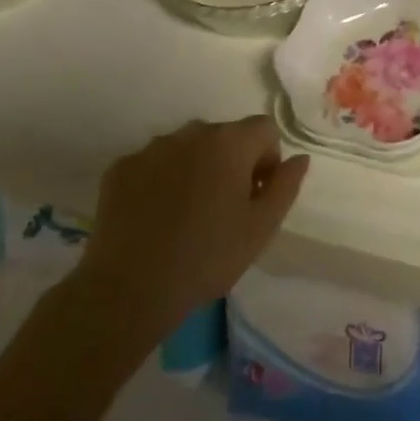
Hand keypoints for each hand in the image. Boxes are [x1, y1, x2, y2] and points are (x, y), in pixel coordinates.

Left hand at [72, 117, 308, 353]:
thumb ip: (286, 186)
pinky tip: (154, 218)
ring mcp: (152, 147)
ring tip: (185, 214)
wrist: (128, 291)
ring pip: (187, 148)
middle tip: (223, 209)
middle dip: (230, 163)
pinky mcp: (120, 167)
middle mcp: (192, 132)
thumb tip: (299, 158)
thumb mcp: (261, 229)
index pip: (264, 130)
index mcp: (231, 142)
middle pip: (224, 136)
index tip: (255, 197)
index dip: (267, 161)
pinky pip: (152, 164)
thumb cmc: (206, 258)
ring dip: (195, 168)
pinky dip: (159, 181)